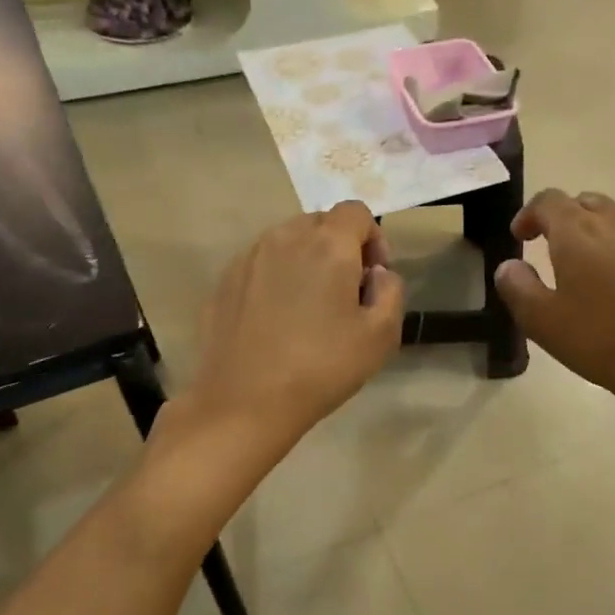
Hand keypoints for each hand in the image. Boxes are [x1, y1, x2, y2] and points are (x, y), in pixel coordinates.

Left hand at [191, 202, 404, 444]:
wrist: (245, 402)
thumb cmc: (321, 368)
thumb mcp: (381, 336)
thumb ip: (391, 291)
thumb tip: (376, 273)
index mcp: (327, 245)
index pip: (356, 212)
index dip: (374, 238)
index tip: (373, 277)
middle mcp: (284, 238)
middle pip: (320, 223)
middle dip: (340, 248)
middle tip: (345, 294)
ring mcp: (248, 258)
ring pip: (286, 242)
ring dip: (306, 261)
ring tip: (309, 309)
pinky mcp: (224, 282)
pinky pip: (260, 266)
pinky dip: (276, 279)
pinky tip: (276, 322)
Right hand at [495, 190, 614, 398]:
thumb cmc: (600, 340)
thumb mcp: (542, 322)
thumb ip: (517, 288)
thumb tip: (509, 266)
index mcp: (577, 232)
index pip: (548, 201)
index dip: (529, 214)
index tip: (520, 236)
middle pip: (584, 201)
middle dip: (563, 217)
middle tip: (552, 246)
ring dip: (597, 224)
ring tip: (590, 253)